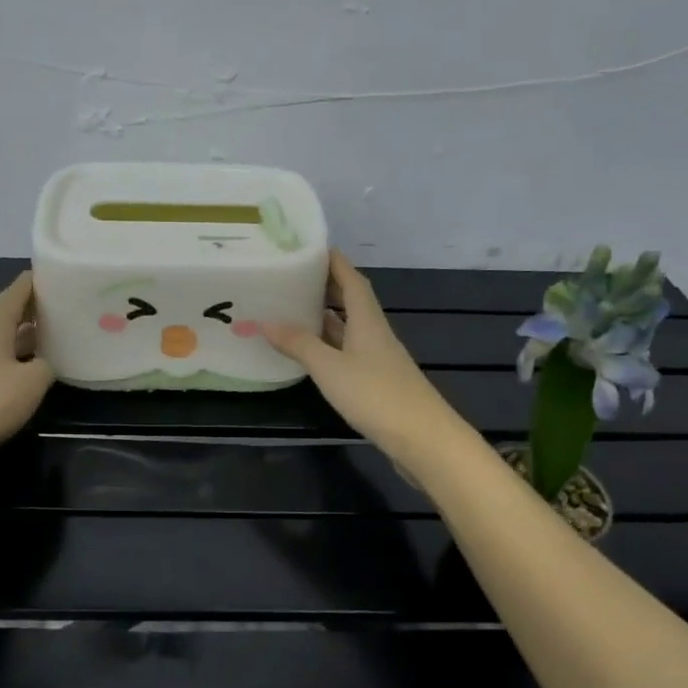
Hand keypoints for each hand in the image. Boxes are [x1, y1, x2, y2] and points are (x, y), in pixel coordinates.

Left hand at [0, 272, 53, 462]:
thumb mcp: (31, 383)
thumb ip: (45, 367)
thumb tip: (44, 363)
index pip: (14, 294)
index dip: (32, 284)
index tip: (50, 275)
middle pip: (5, 319)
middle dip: (30, 315)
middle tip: (57, 313)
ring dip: (19, 342)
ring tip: (45, 346)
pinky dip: (6, 365)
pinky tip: (19, 378)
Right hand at [261, 251, 470, 473]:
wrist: (423, 439)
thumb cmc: (376, 395)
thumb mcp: (330, 368)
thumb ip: (299, 344)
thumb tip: (264, 321)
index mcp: (367, 321)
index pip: (352, 280)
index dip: (334, 262)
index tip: (311, 248)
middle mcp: (374, 334)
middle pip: (351, 302)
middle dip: (326, 287)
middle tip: (293, 278)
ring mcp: (377, 359)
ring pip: (348, 329)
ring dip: (325, 317)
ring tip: (293, 310)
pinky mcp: (376, 383)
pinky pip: (348, 353)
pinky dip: (328, 346)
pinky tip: (311, 352)